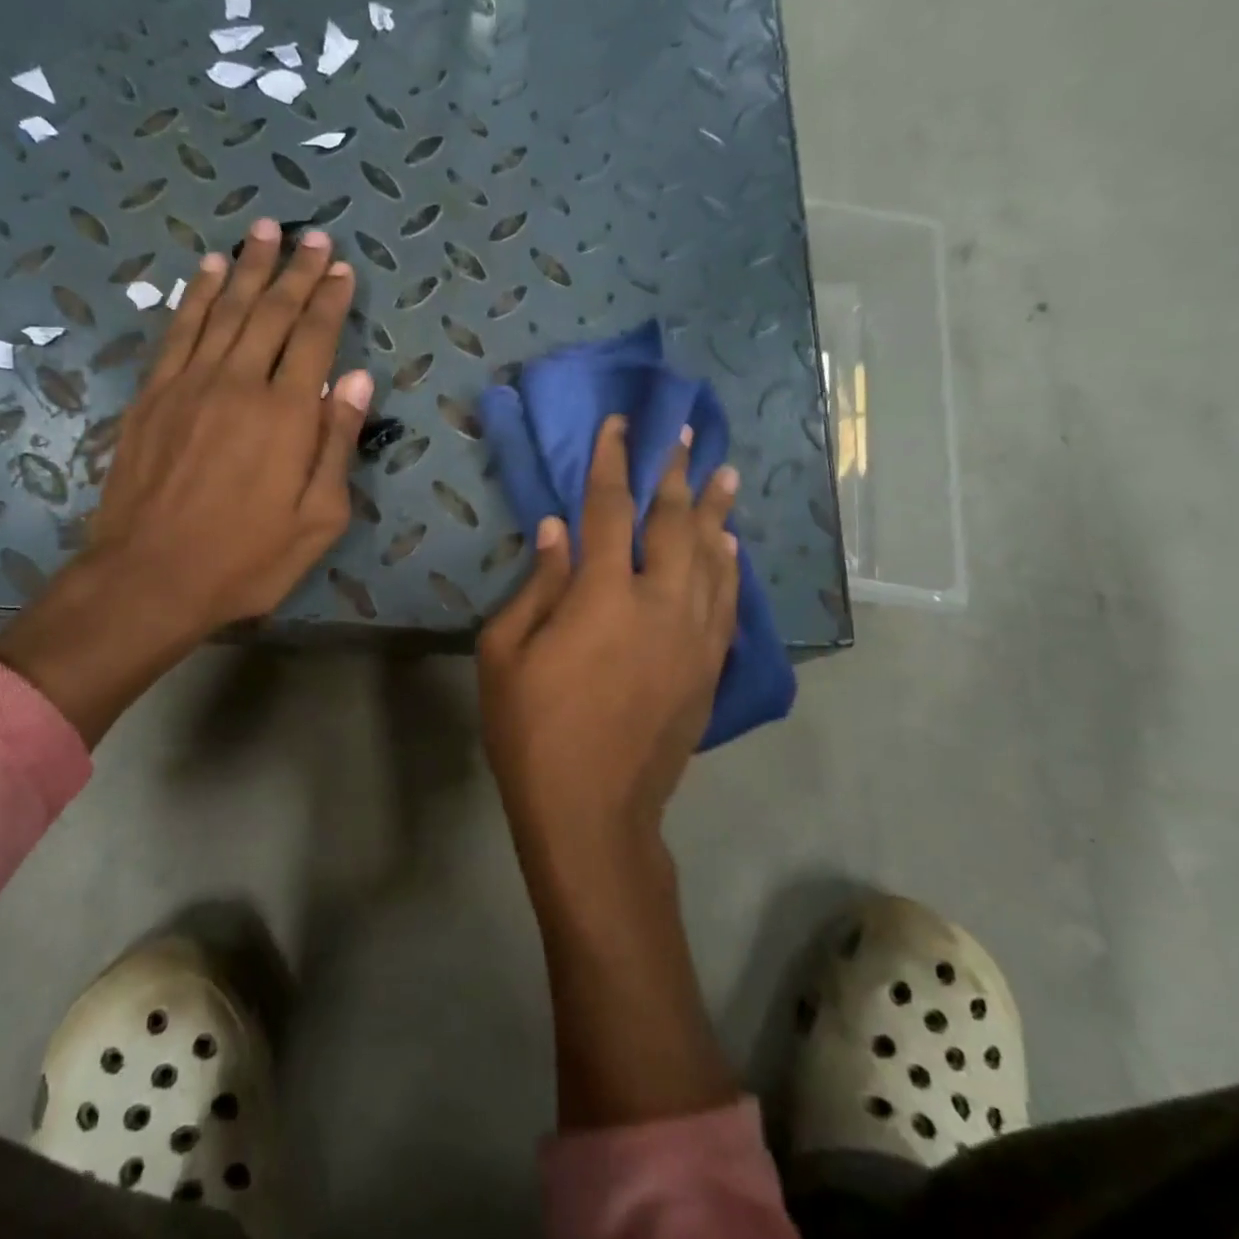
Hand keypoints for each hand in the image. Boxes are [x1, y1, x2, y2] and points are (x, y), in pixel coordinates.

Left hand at [0, 219, 373, 743]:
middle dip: (295, 270)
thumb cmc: (247, 559)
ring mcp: (189, 384)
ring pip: (223, 309)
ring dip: (246, 267)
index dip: (329, 299)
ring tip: (264, 231)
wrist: (150, 577)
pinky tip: (205, 271)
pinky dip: (194, 295)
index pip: (313, 338)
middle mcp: (238, 383)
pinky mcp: (153, 396)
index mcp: (286, 414)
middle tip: (312, 235)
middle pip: (270, 312)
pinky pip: (178, 331)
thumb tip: (358, 382)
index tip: (341, 267)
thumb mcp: (318, 518)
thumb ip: (337, 445)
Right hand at [478, 415, 744, 1128]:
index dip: (613, 462)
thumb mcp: (505, 654)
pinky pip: (727, 603)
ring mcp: (693, 637)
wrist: (593, 812)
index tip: (620, 426)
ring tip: (723, 474)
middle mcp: (659, 604)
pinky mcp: (708, 668)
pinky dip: (731, 569)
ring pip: (713, 558)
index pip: (610, 510)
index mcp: (602, 595)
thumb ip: (536, 585)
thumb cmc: (532, 732)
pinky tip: (733, 548)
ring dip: (716, 512)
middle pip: (674, 523)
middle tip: (685, 434)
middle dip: (676, 473)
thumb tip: (558, 530)